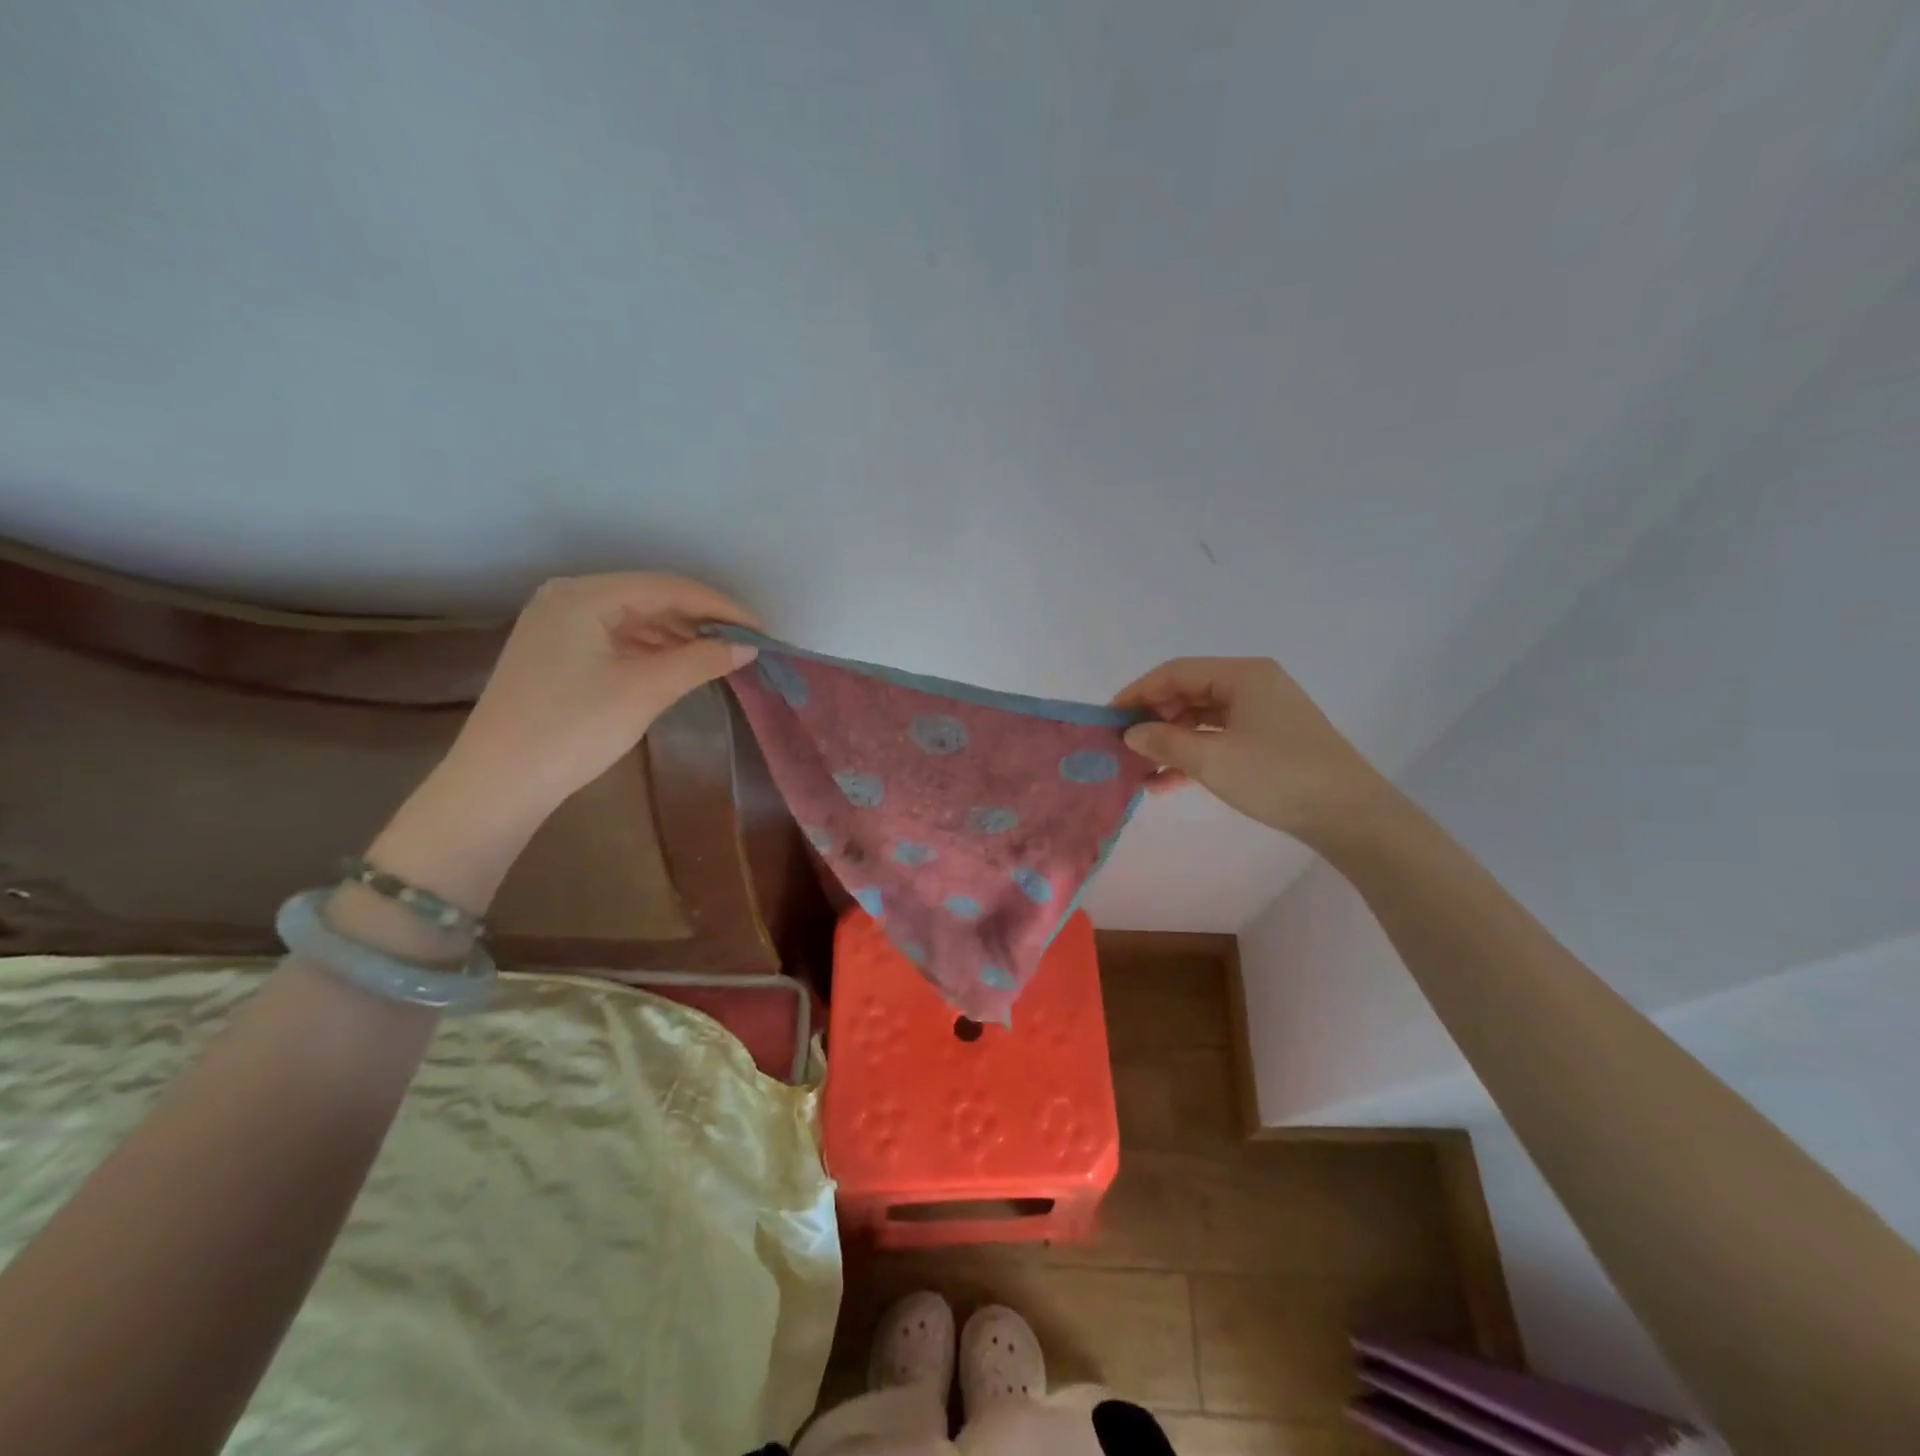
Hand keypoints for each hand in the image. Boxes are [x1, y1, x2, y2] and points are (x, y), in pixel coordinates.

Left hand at [366, 574, 758, 913]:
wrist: (500, 782)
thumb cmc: (573, 729)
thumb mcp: (645, 690)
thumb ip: (701, 661)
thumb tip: (747, 646)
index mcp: (584, 596)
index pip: (668, 587)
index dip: (720, 607)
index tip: (760, 630)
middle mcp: (568, 598)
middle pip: (651, 597)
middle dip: (701, 620)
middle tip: (745, 644)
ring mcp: (559, 625)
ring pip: (636, 619)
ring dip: (680, 636)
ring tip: (721, 656)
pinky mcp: (558, 652)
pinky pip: (618, 638)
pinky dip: (654, 650)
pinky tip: (681, 665)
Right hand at [1113, 657, 1392, 839]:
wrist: (1350, 816)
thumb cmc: (1278, 776)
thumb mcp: (1213, 760)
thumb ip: (1165, 743)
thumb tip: (1130, 735)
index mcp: (1243, 675)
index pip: (1176, 672)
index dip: (1138, 693)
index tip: (1107, 718)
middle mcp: (1252, 686)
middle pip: (1188, 693)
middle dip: (1152, 720)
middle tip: (1121, 746)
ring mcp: (1262, 714)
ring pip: (1201, 720)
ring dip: (1169, 743)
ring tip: (1138, 770)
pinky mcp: (1268, 741)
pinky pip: (1218, 739)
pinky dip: (1192, 756)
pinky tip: (1165, 783)